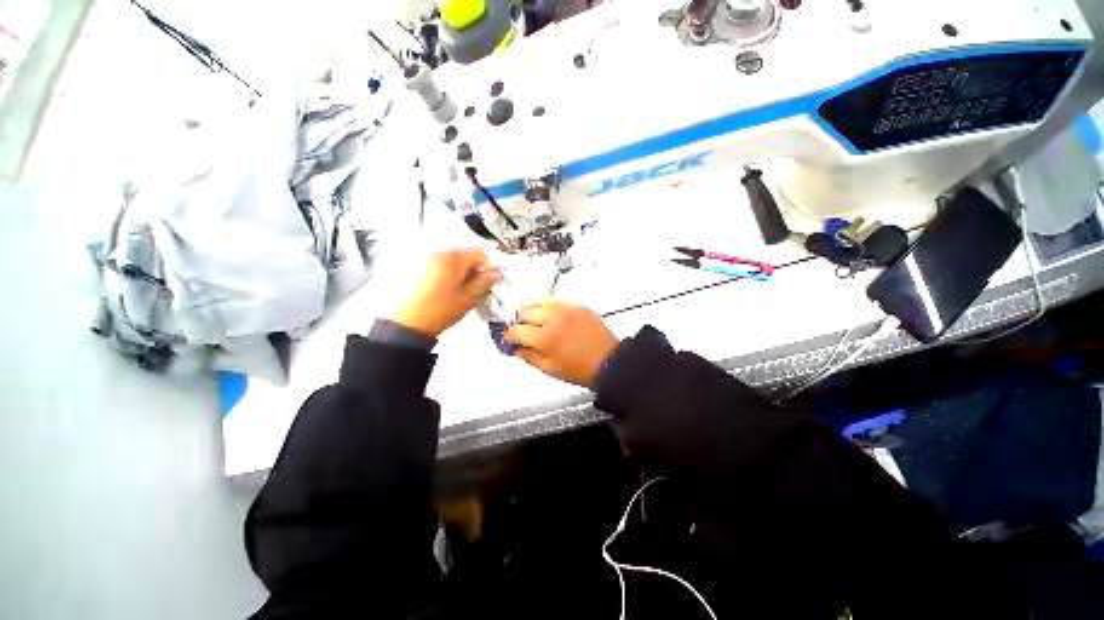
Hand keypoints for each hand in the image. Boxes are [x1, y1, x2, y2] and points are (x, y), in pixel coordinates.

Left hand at [392, 249, 501, 336]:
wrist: (405, 324)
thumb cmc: (436, 313)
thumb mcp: (467, 299)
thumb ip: (483, 284)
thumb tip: (494, 275)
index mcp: (453, 259)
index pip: (480, 253)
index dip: (488, 266)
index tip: (489, 278)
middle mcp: (437, 253)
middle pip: (464, 254)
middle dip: (472, 268)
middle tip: (475, 285)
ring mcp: (423, 258)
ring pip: (450, 258)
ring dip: (458, 270)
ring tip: (457, 289)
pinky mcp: (413, 265)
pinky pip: (436, 263)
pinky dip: (443, 272)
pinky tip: (443, 288)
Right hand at [505, 299, 619, 387]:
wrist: (609, 361)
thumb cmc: (580, 369)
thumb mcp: (550, 369)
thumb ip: (529, 357)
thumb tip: (516, 349)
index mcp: (545, 338)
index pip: (517, 331)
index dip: (509, 336)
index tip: (509, 340)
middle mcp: (553, 318)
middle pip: (525, 312)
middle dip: (519, 322)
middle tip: (521, 331)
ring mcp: (566, 309)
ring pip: (539, 301)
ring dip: (531, 311)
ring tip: (534, 322)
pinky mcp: (576, 305)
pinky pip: (555, 300)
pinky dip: (547, 306)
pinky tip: (549, 315)